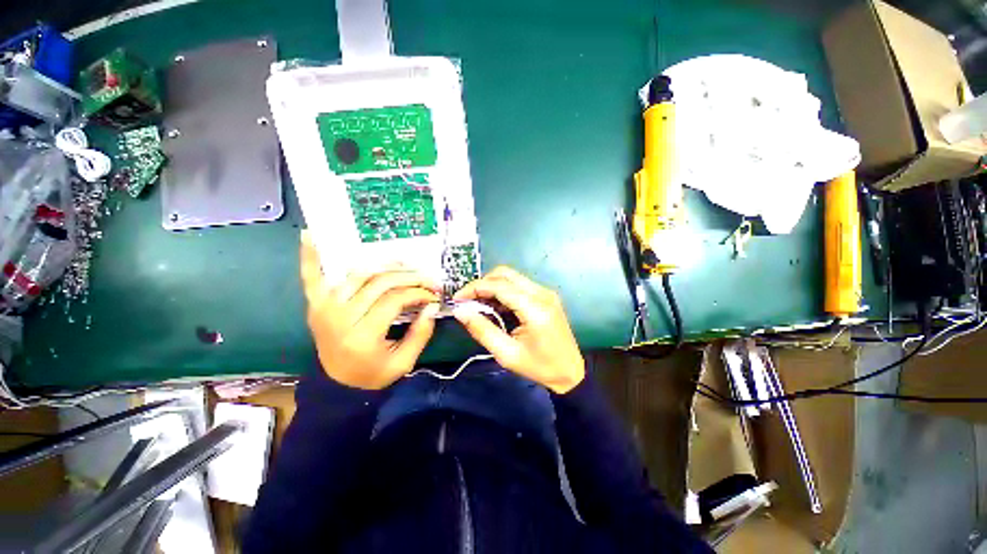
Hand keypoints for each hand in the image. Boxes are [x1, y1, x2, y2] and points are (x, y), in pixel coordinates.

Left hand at [300, 231, 440, 389]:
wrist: (338, 384)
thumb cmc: (373, 375)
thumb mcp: (404, 362)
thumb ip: (421, 333)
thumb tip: (433, 306)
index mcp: (362, 335)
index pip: (395, 300)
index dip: (418, 293)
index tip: (433, 295)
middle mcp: (340, 317)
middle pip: (380, 283)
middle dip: (409, 278)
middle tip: (427, 280)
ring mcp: (324, 308)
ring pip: (359, 275)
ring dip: (384, 267)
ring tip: (405, 266)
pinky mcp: (316, 305)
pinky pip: (312, 277)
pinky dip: (310, 256)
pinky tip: (310, 235)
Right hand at [453, 266, 584, 393]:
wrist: (570, 372)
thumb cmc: (539, 367)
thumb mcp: (506, 354)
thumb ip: (482, 330)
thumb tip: (460, 311)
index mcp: (534, 309)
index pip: (499, 286)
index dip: (475, 288)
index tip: (457, 298)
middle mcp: (542, 294)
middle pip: (505, 274)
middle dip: (482, 283)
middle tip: (467, 300)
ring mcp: (545, 292)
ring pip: (512, 277)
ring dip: (492, 286)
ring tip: (478, 304)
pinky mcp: (545, 296)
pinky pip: (519, 285)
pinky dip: (503, 291)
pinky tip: (495, 306)